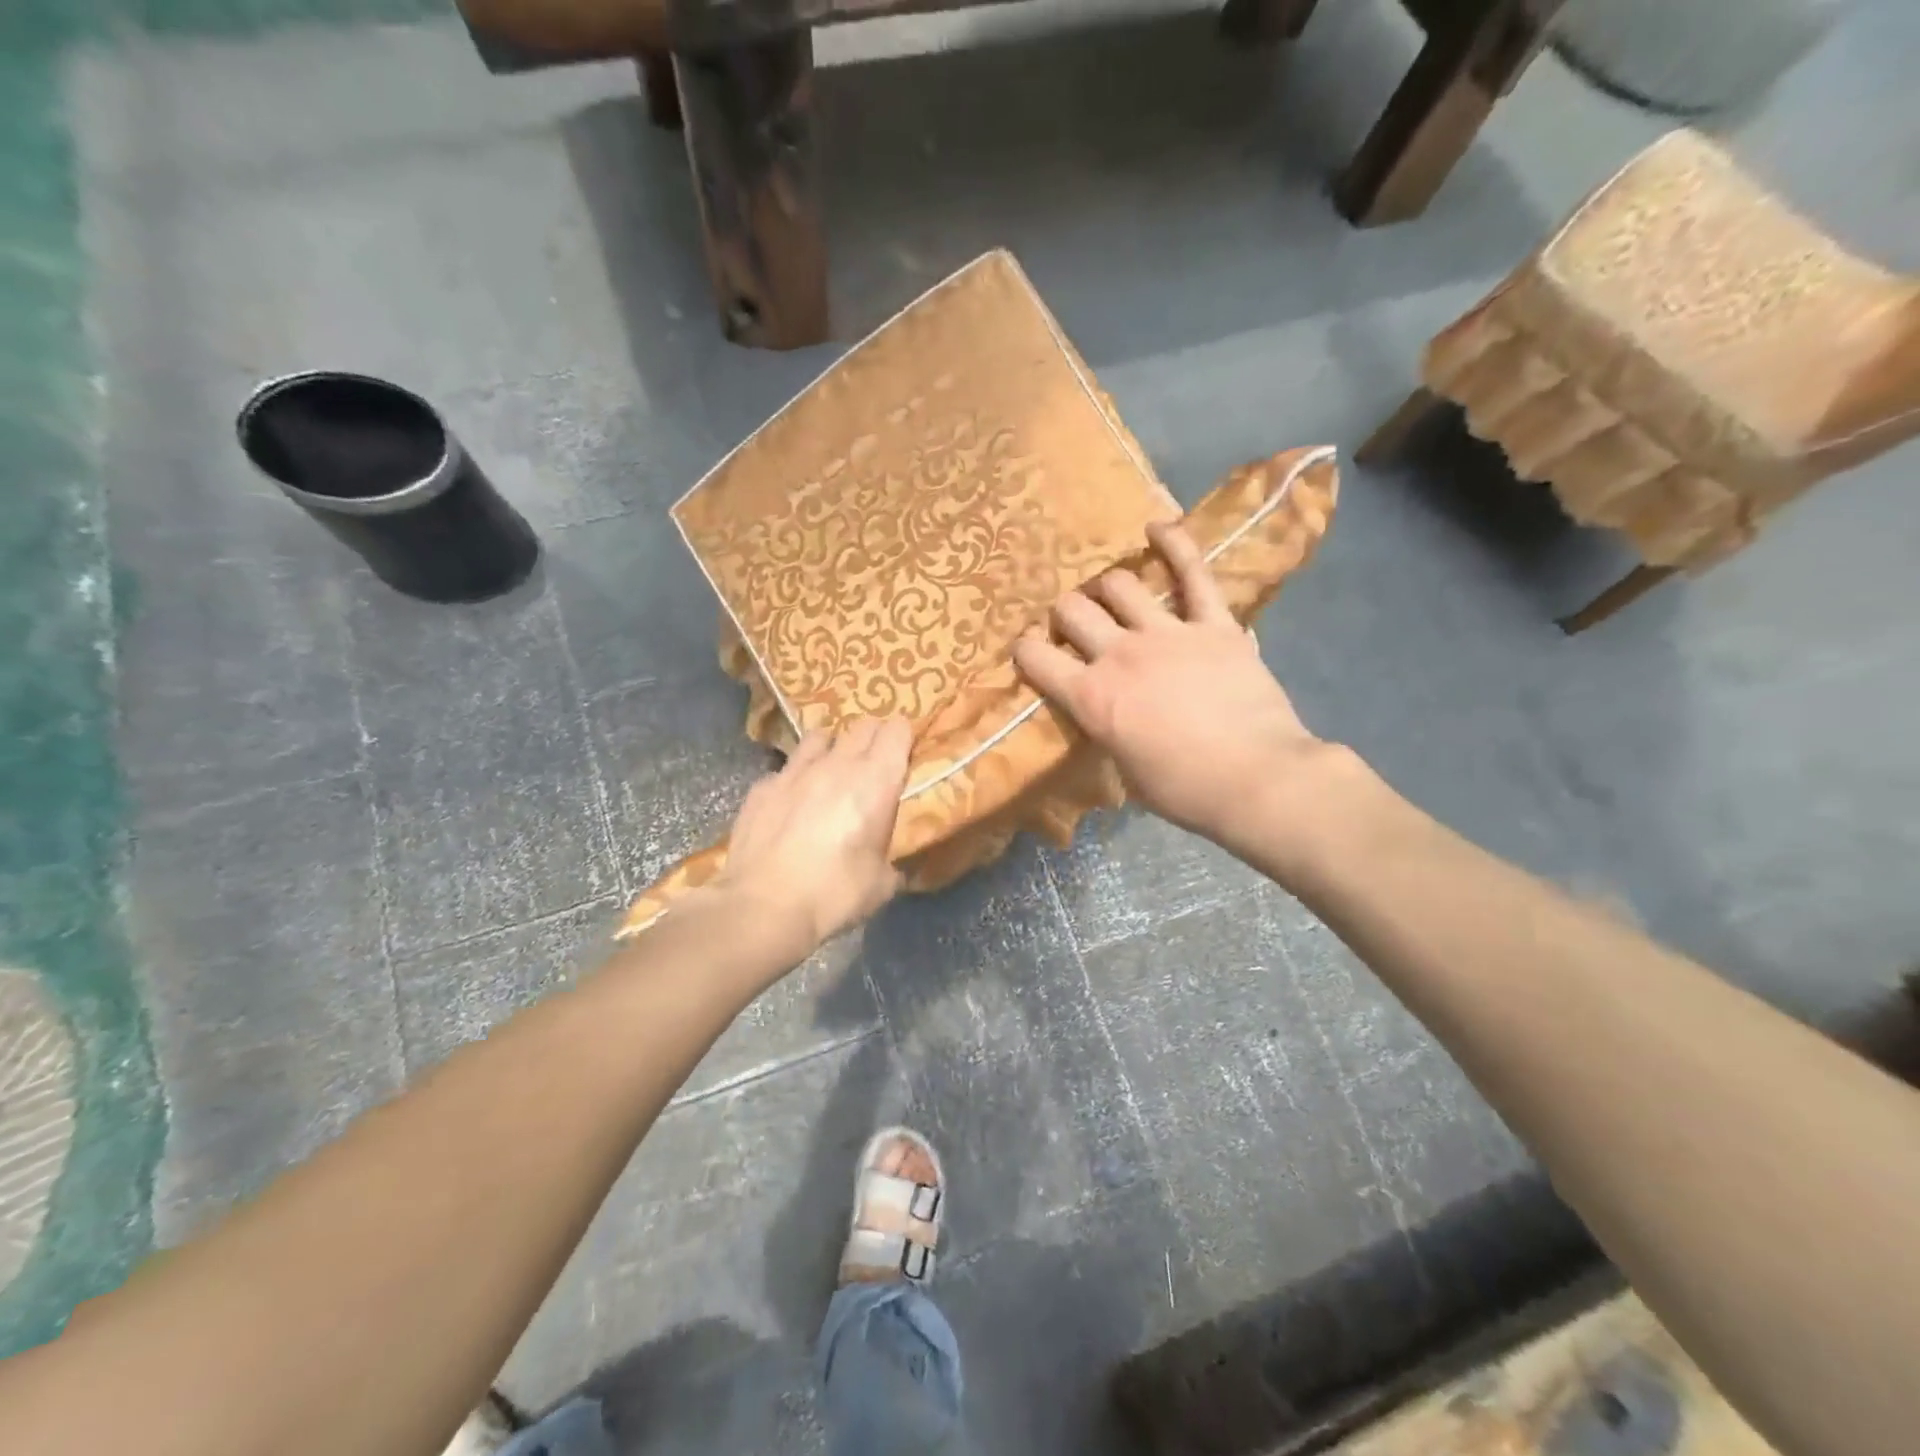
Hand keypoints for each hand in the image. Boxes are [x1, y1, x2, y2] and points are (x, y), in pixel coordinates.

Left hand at [715, 716, 912, 953]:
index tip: (905, 751)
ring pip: (819, 737)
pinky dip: (794, 780)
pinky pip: (785, 770)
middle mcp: (837, 764)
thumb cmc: (834, 894)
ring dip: (831, 748)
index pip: (897, 730)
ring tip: (830, 771)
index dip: (903, 736)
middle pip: (862, 725)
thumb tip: (888, 862)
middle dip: (872, 737)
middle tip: (874, 761)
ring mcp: (794, 772)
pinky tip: (791, 803)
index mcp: (876, 781)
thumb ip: (889, 858)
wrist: (763, 907)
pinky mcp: (761, 787)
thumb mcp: (881, 884)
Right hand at [1011, 522, 1336, 858]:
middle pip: (1074, 610)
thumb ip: (1107, 731)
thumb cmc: (1185, 790)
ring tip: (1113, 595)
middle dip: (1066, 614)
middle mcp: (1119, 655)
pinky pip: (1193, 574)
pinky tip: (1158, 527)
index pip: (1036, 658)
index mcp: (1091, 697)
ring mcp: (1167, 633)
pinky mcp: (1214, 624)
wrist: (1258, 779)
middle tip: (1076, 625)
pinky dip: (1175, 545)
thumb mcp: (1125, 771)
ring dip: (1109, 588)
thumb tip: (1106, 717)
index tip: (1030, 651)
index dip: (1026, 650)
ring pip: (1121, 585)